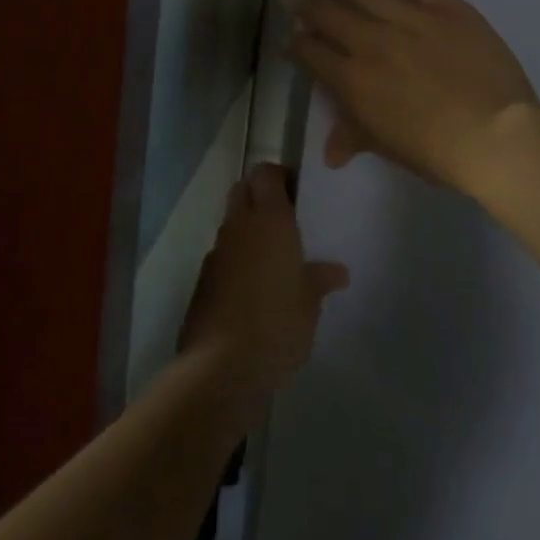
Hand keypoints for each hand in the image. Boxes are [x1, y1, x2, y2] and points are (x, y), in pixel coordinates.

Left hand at [178, 164, 348, 406]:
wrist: (221, 366)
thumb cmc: (277, 325)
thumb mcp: (310, 304)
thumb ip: (320, 280)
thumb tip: (337, 271)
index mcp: (270, 221)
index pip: (266, 173)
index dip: (280, 176)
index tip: (298, 193)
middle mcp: (239, 226)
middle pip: (243, 189)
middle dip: (260, 194)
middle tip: (287, 218)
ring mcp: (217, 252)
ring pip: (231, 222)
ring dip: (248, 227)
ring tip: (274, 255)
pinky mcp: (202, 279)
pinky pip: (223, 253)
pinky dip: (237, 257)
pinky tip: (254, 285)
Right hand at [287, 0, 537, 193]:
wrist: (492, 133)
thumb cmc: (435, 150)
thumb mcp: (386, 146)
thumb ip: (354, 137)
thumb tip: (330, 154)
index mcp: (351, 81)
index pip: (311, 54)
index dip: (297, 44)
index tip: (290, 36)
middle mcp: (368, 42)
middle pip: (327, 13)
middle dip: (306, 1)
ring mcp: (405, 19)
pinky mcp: (441, 5)